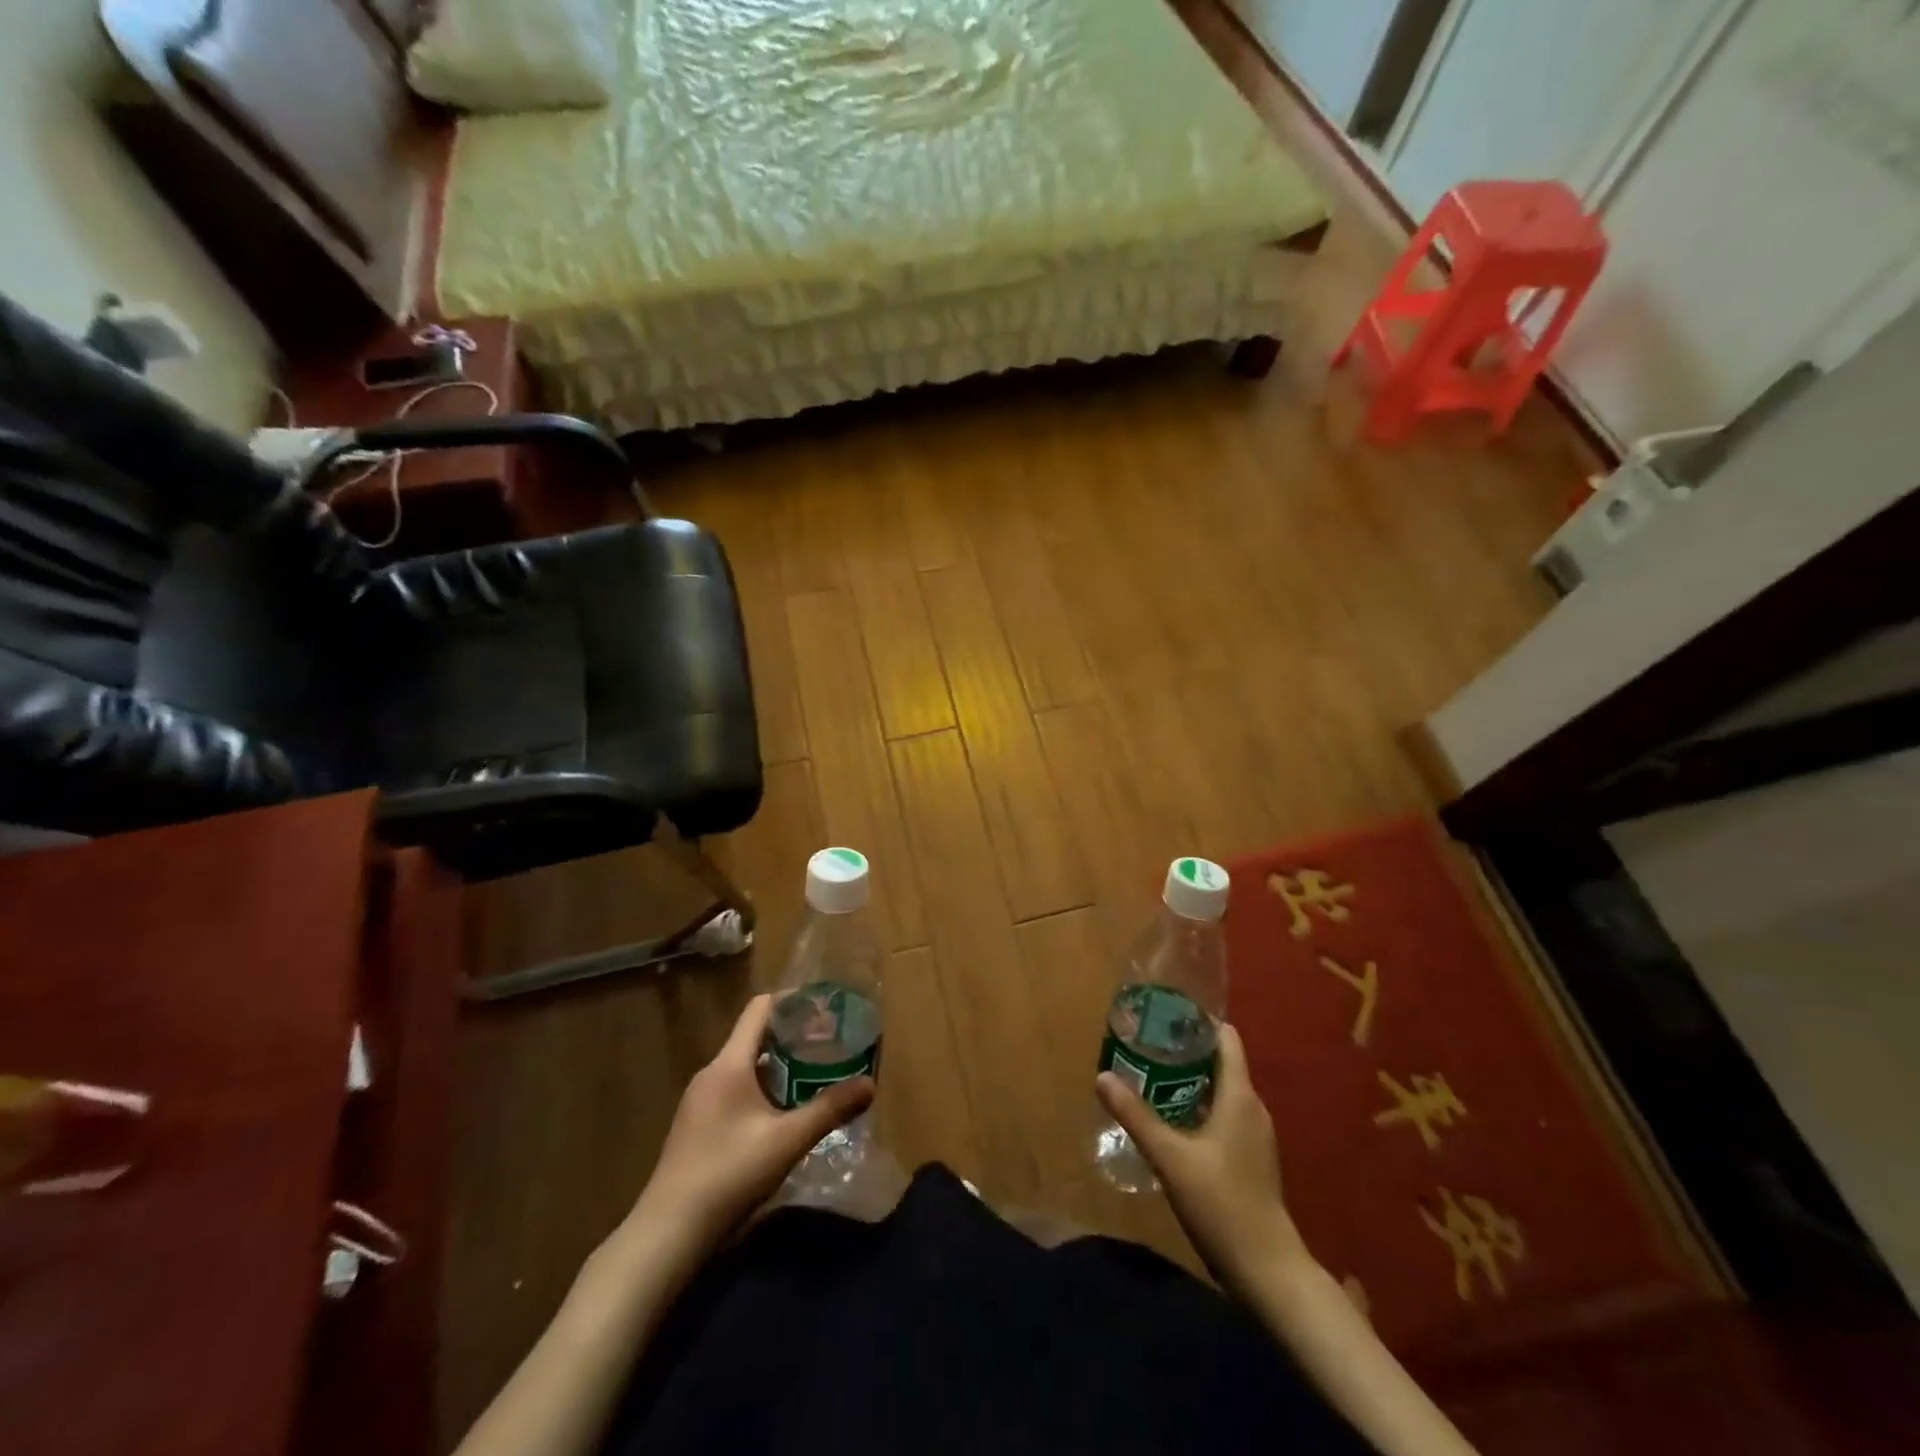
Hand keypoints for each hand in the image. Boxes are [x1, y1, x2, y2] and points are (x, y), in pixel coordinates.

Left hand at [633, 994, 873, 1251]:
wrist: (667, 1234)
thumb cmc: (728, 1175)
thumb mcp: (787, 1141)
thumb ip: (829, 1109)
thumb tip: (870, 1084)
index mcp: (729, 1064)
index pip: (760, 1009)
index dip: (793, 1001)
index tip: (824, 1007)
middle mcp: (711, 1073)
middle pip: (755, 1037)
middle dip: (793, 1036)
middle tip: (830, 1044)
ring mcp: (700, 1101)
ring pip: (746, 1066)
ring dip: (779, 1066)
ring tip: (814, 1075)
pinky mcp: (697, 1126)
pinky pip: (735, 1090)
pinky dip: (762, 1089)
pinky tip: (782, 1113)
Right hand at [1095, 1022, 1309, 1293]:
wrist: (1268, 1270)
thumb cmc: (1222, 1203)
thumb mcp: (1170, 1157)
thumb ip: (1136, 1115)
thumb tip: (1102, 1076)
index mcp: (1240, 1095)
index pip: (1225, 1038)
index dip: (1197, 1022)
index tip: (1164, 1016)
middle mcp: (1252, 1106)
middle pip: (1220, 1061)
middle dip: (1184, 1050)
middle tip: (1145, 1044)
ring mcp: (1254, 1134)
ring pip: (1219, 1090)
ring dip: (1188, 1080)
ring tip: (1149, 1076)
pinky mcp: (1250, 1157)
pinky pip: (1223, 1115)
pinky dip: (1197, 1106)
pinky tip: (1170, 1120)